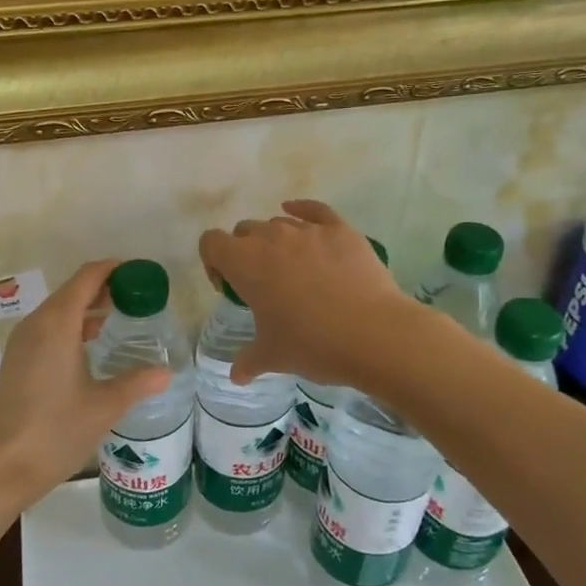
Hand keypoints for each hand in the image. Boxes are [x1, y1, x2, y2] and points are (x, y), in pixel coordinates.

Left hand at [0, 259, 172, 512]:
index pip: (87, 277)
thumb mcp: (104, 407)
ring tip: (121, 318)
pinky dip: (72, 325)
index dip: (114, 269)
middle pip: (72, 290)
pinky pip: (48, 329)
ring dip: (88, 307)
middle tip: (139, 297)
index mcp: (57, 324)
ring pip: (58, 310)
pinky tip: (92, 346)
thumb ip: (137, 383)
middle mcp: (36, 324)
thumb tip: (166, 372)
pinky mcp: (17, 362)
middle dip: (105, 287)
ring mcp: (22, 343)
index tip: (142, 274)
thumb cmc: (54, 432)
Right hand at [198, 200, 419, 388]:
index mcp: (245, 263)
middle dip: (245, 252)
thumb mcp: (273, 357)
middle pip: (244, 231)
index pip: (211, 243)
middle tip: (262, 285)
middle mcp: (271, 237)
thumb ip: (248, 361)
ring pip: (279, 223)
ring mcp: (308, 230)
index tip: (229, 288)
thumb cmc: (312, 344)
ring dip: (276, 241)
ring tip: (294, 271)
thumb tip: (236, 375)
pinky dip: (303, 210)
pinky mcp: (340, 229)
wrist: (374, 334)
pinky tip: (302, 216)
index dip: (214, 263)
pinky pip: (314, 210)